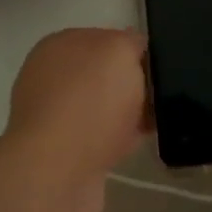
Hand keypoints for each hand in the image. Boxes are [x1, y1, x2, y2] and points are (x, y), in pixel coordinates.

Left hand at [5, 27, 150, 180]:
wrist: (57, 172)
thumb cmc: (89, 101)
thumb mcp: (119, 51)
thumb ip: (130, 42)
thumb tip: (134, 47)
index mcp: (58, 46)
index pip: (104, 38)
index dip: (133, 50)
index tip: (157, 67)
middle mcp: (50, 77)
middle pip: (103, 75)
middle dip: (131, 84)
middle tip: (160, 96)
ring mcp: (54, 116)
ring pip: (103, 107)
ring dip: (127, 113)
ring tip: (156, 121)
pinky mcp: (62, 151)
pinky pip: (101, 137)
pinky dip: (120, 139)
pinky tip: (141, 143)